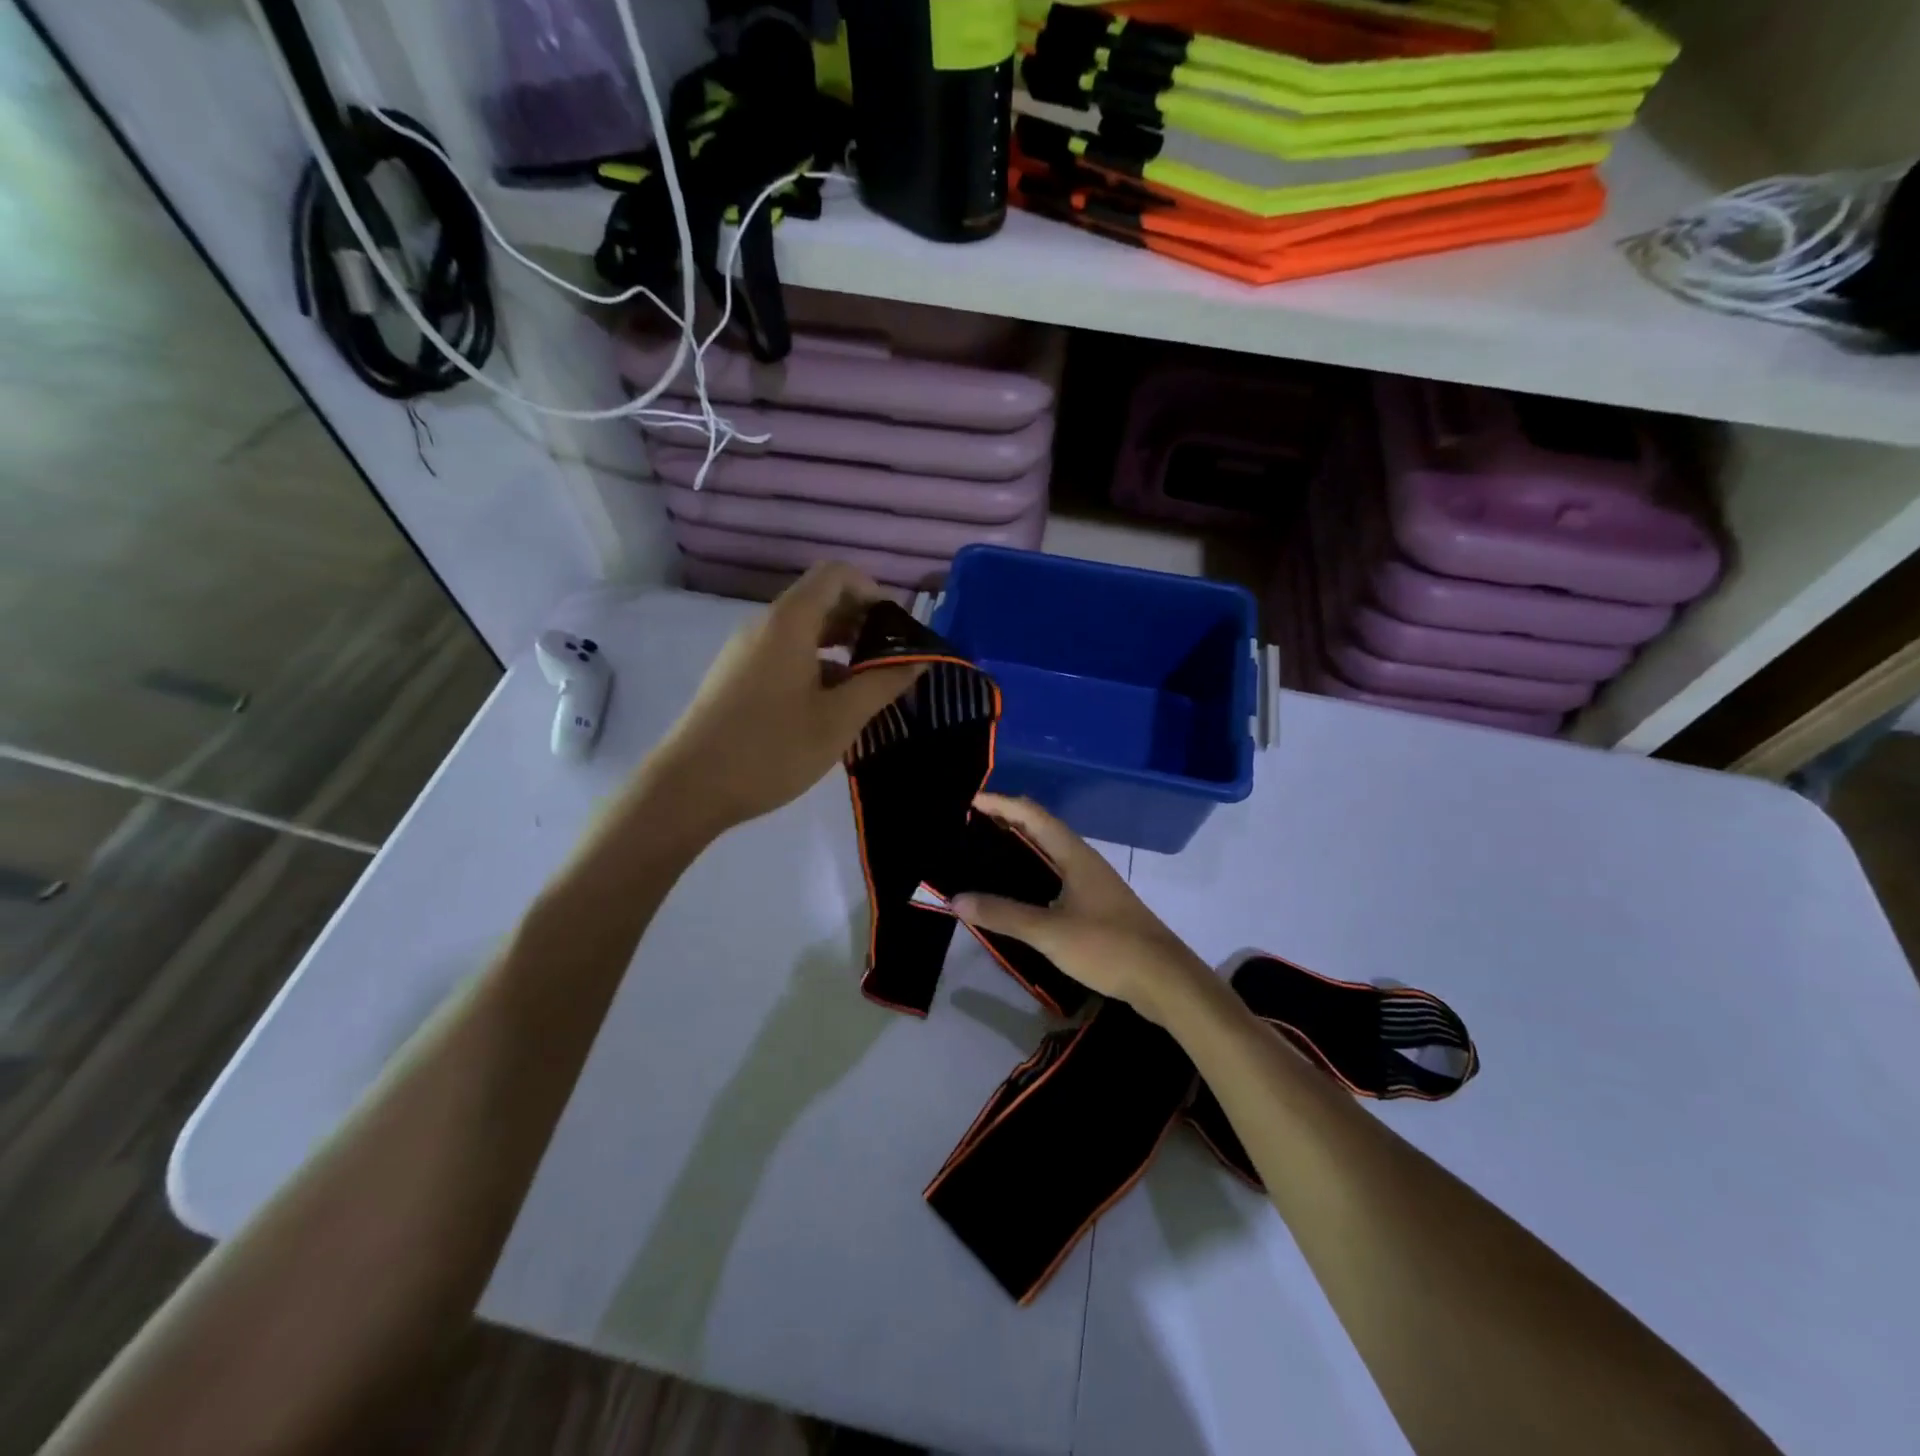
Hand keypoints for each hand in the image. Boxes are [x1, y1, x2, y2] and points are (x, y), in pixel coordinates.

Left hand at [644, 564, 923, 836]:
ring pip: (803, 631)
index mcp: (789, 622)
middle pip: (820, 600)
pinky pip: (786, 654)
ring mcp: (746, 652)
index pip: (836, 575)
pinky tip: (833, 706)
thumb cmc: (771, 749)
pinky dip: (817, 665)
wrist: (688, 789)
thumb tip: (919, 660)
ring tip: (869, 686)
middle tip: (893, 661)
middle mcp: (764, 626)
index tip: (898, 629)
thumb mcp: (839, 719)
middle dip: (862, 622)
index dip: (873, 591)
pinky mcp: (737, 678)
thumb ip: (882, 683)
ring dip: (842, 648)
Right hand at [951, 794, 1213, 1025]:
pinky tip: (1014, 892)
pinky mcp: (1094, 906)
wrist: (1163, 979)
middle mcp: (1082, 860)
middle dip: (1004, 822)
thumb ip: (1003, 914)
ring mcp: (1091, 883)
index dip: (1000, 803)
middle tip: (966, 827)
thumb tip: (955, 899)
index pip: (1031, 814)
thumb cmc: (1107, 946)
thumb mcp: (1049, 932)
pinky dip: (1029, 874)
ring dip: (1017, 848)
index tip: (967, 801)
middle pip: (1039, 829)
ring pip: (1047, 854)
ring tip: (981, 854)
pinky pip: (1054, 877)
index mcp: (1074, 854)